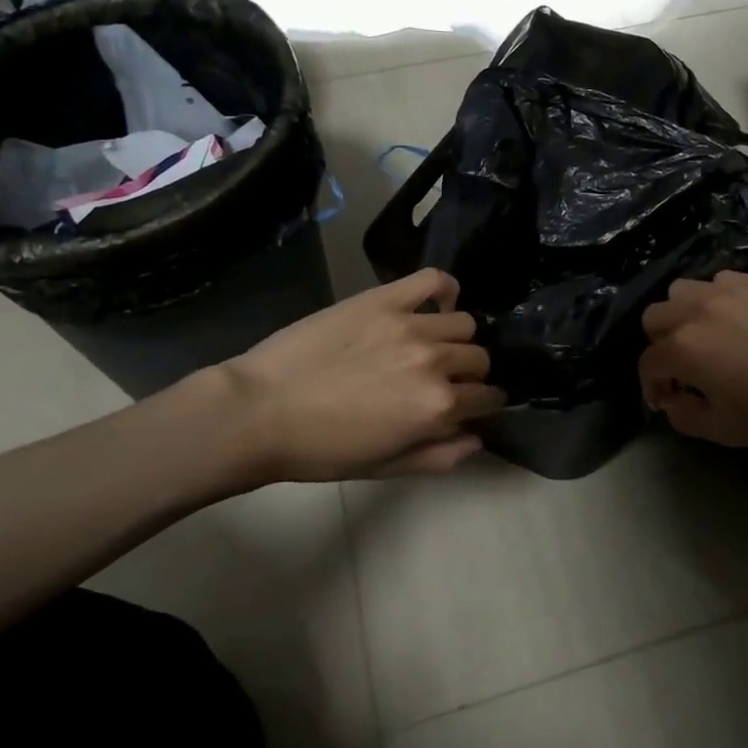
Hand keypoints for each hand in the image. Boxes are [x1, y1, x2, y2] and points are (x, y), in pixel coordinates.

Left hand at [219, 269, 505, 482]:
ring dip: (457, 338)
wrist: (260, 411)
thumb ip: (440, 456)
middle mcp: (435, 361)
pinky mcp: (384, 299)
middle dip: (470, 373)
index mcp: (438, 407)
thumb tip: (478, 438)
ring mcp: (410, 325)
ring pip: (463, 323)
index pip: (487, 397)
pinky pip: (433, 280)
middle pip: (479, 358)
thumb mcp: (386, 467)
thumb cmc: (321, 449)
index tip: (471, 404)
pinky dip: (444, 289)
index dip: (482, 404)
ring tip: (432, 345)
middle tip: (444, 379)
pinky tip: (434, 303)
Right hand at [638, 271, 747, 466]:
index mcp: (685, 348)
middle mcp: (701, 309)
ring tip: (710, 337)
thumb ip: (684, 415)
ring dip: (686, 314)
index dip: (650, 386)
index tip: (666, 400)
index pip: (648, 363)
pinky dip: (721, 299)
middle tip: (684, 368)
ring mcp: (735, 289)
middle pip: (656, 316)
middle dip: (661, 344)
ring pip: (686, 289)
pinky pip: (726, 280)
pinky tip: (745, 322)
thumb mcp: (726, 431)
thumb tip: (673, 399)